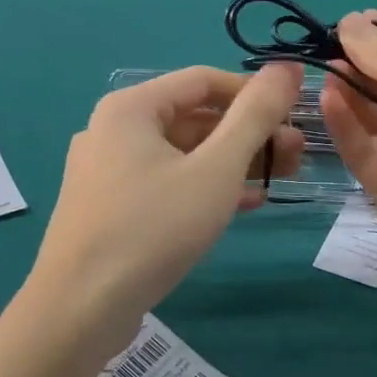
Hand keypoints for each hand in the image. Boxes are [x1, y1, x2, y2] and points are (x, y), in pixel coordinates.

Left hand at [33, 64, 303, 328]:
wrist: (80, 309)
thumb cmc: (153, 228)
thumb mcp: (216, 169)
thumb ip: (255, 115)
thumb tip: (288, 67)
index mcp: (130, 107)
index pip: (204, 81)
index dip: (254, 93)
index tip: (295, 116)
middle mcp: (112, 129)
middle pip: (193, 117)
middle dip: (248, 134)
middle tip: (295, 156)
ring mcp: (107, 171)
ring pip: (181, 154)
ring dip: (231, 163)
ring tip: (279, 180)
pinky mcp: (109, 207)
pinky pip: (164, 183)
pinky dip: (203, 187)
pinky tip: (242, 204)